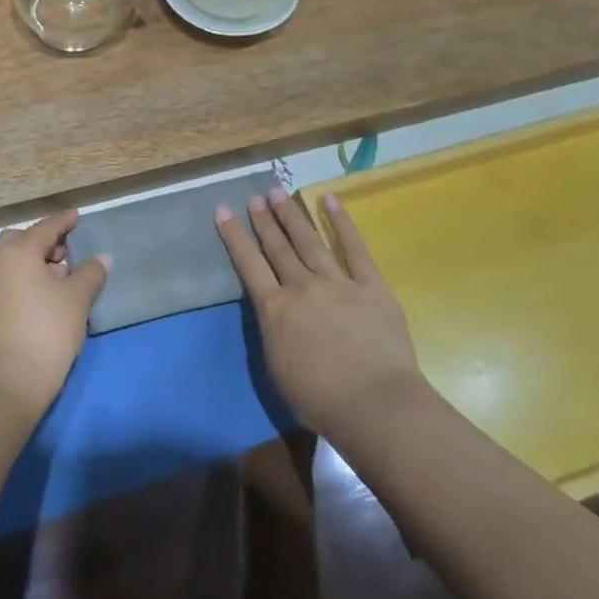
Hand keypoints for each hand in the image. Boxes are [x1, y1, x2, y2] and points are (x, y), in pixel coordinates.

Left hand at [0, 209, 109, 418]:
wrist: (9, 381)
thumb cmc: (48, 331)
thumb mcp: (78, 299)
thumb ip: (91, 273)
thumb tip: (101, 258)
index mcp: (18, 252)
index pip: (45, 228)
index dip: (63, 221)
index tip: (76, 216)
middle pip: (20, 240)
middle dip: (42, 241)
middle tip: (65, 255)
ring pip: (8, 260)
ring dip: (30, 260)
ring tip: (56, 279)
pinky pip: (3, 278)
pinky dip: (20, 277)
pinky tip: (39, 297)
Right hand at [216, 187, 426, 448]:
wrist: (374, 404)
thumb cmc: (319, 399)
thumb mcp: (277, 368)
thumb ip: (274, 332)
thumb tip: (275, 313)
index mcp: (274, 310)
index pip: (248, 265)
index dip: (234, 236)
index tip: (223, 210)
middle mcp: (301, 288)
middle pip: (278, 247)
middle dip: (264, 220)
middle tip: (255, 197)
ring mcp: (338, 283)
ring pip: (309, 241)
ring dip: (292, 216)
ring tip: (278, 193)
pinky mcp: (371, 286)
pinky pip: (354, 248)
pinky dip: (341, 222)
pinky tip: (329, 200)